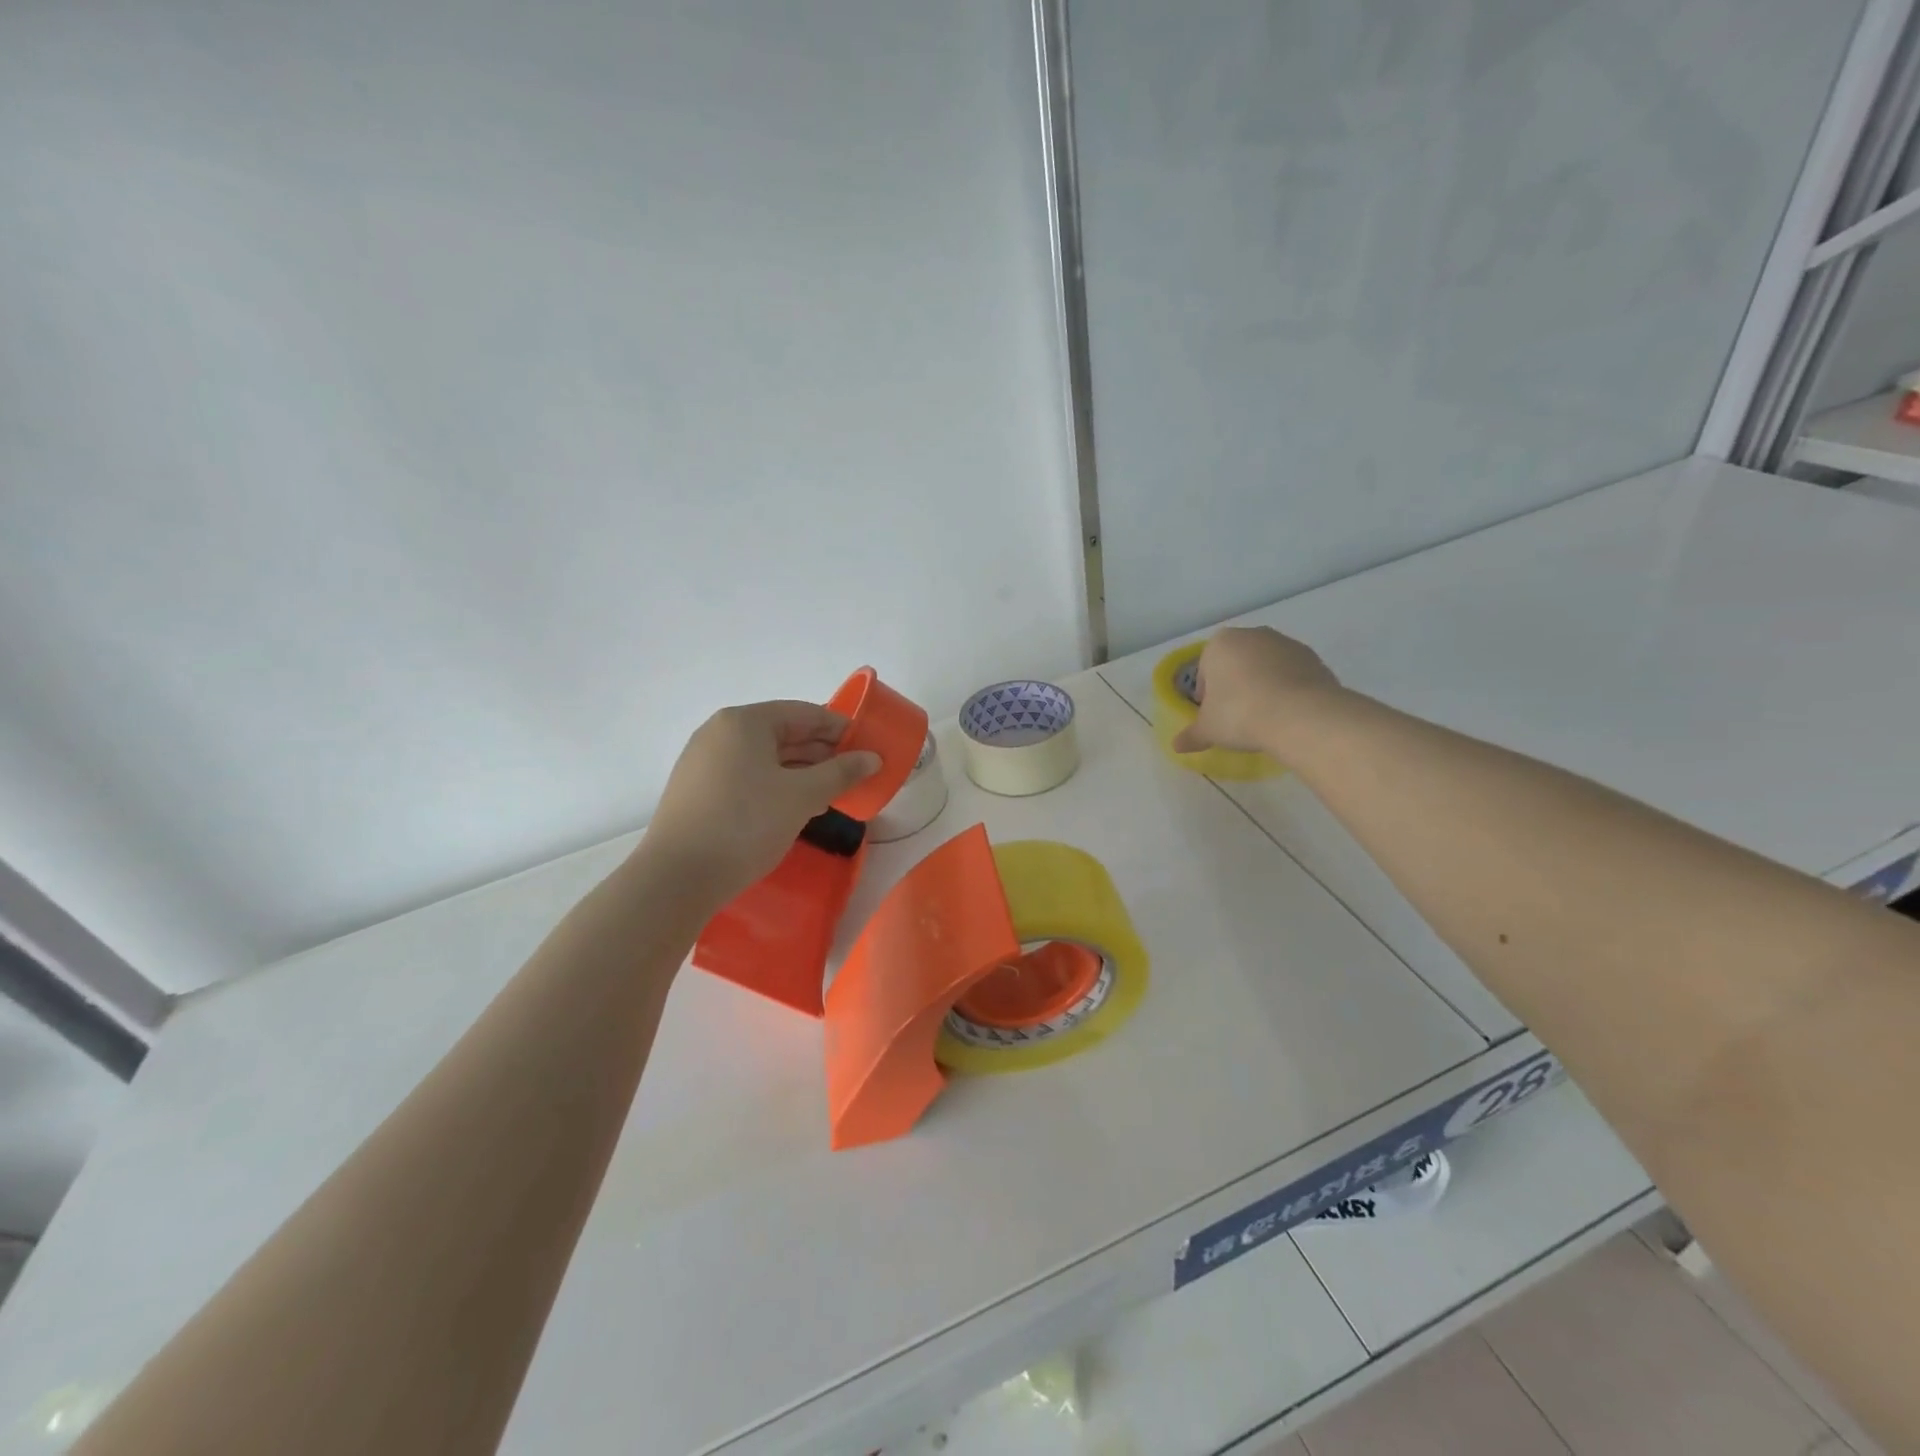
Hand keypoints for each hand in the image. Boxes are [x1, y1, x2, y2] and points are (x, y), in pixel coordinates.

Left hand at [641, 701, 880, 902]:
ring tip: (831, 792)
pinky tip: (794, 807)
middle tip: (854, 773)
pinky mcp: (697, 790)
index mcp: (744, 722)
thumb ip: (841, 772)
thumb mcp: (802, 796)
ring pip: (764, 757)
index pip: (804, 713)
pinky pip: (746, 776)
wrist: (677, 877)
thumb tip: (873, 758)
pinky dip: (775, 784)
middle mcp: (719, 732)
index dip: (840, 728)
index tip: (867, 748)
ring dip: (800, 771)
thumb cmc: (746, 824)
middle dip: (822, 752)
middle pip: (782, 732)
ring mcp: (703, 762)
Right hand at [1170, 627, 1342, 755]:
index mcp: (1220, 644)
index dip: (1207, 695)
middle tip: (1238, 716)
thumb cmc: (1240, 714)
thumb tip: (1176, 746)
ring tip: (1265, 717)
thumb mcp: (1208, 730)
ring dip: (1262, 685)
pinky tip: (1287, 714)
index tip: (1215, 715)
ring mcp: (1286, 643)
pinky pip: (1292, 674)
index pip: (1205, 669)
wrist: (1300, 715)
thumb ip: (1191, 735)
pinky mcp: (1314, 658)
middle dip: (1235, 685)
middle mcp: (1253, 635)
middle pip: (1237, 663)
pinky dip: (1287, 689)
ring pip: (1266, 666)